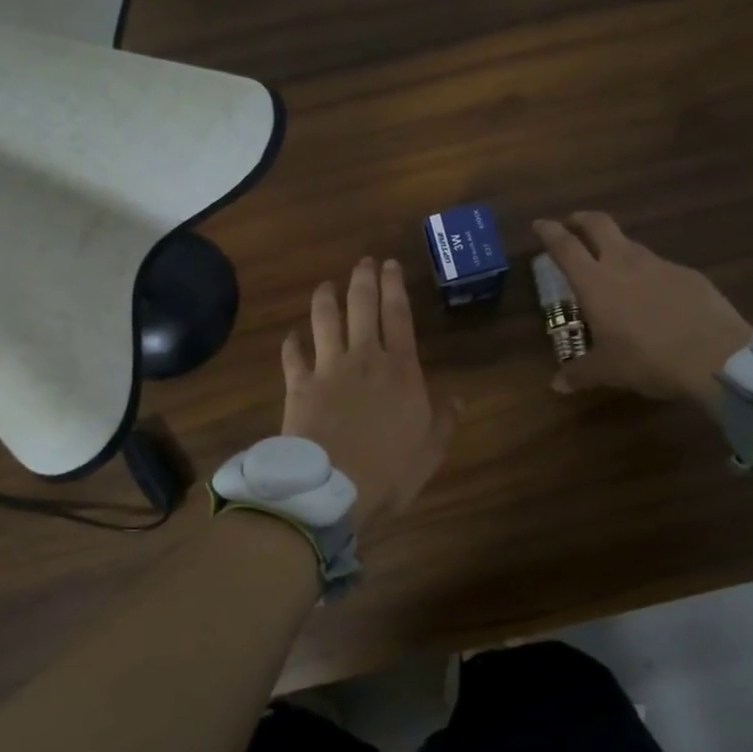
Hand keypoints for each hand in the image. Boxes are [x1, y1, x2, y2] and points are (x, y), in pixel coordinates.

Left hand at [282, 257, 462, 531]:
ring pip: (325, 320)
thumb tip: (460, 398)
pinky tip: (292, 335)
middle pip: (362, 307)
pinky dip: (292, 342)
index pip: (399, 316)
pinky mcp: (299, 385)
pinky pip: (292, 355)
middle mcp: (365, 359)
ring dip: (326, 298)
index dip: (395, 287)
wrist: (332, 489)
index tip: (391, 264)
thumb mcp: (430, 452)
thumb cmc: (389, 472)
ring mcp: (328, 369)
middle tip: (364, 262)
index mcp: (401, 371)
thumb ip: (445, 421)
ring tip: (327, 285)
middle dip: (364, 279)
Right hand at [534, 213, 752, 402]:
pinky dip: (648, 274)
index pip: (565, 247)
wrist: (715, 356)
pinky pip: (660, 267)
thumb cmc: (648, 360)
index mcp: (596, 283)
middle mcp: (624, 264)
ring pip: (631, 244)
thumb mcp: (608, 371)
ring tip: (613, 266)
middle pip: (599, 225)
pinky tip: (654, 296)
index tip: (540, 224)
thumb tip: (557, 384)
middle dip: (582, 219)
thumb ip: (579, 373)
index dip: (549, 232)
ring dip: (616, 248)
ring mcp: (660, 265)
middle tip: (572, 224)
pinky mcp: (688, 274)